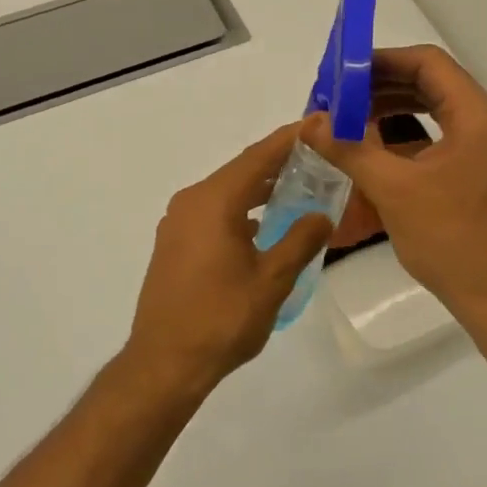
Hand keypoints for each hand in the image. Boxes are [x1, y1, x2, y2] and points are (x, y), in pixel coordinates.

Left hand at [123, 124, 334, 391]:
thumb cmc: (221, 319)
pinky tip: (261, 225)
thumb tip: (322, 214)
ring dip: (258, 189)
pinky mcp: (173, 243)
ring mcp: (178, 222)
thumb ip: (300, 241)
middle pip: (240, 171)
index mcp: (214, 201)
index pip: (258, 157)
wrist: (164, 362)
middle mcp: (191, 201)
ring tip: (296, 189)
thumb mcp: (271, 281)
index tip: (317, 124)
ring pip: (225, 192)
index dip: (289, 139)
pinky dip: (239, 209)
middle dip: (277, 163)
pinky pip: (212, 212)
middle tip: (317, 158)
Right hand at [303, 45, 486, 326]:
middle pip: (432, 85)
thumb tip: (310, 123)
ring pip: (436, 112)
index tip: (343, 73)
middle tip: (339, 97)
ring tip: (350, 120)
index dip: (382, 61)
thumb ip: (349, 149)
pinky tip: (375, 151)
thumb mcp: (393, 190)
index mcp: (479, 117)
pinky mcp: (484, 173)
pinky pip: (442, 139)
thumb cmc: (452, 240)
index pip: (428, 64)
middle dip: (382, 87)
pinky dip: (408, 137)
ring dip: (393, 111)